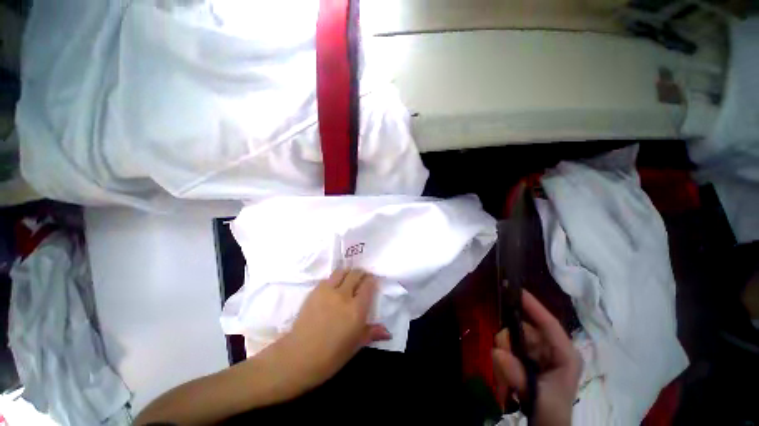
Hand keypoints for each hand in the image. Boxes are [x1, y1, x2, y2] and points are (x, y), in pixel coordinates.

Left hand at [275, 268, 390, 391]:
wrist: (298, 356)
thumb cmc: (331, 356)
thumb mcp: (355, 346)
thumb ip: (371, 333)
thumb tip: (387, 332)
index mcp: (356, 309)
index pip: (368, 285)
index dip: (371, 280)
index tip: (372, 281)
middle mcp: (344, 295)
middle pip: (356, 274)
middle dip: (361, 274)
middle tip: (362, 278)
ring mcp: (328, 291)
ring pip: (342, 271)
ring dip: (347, 273)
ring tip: (348, 279)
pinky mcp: (315, 291)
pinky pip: (328, 278)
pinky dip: (334, 279)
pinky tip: (333, 287)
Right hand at [492, 290, 581, 425]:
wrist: (547, 425)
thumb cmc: (552, 412)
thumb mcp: (539, 398)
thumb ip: (519, 376)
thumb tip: (497, 351)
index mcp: (565, 354)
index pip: (549, 324)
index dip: (533, 306)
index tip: (515, 290)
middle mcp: (552, 348)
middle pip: (525, 330)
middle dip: (509, 339)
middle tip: (500, 354)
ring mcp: (539, 352)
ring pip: (514, 338)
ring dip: (504, 351)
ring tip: (504, 375)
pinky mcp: (527, 357)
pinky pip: (509, 348)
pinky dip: (503, 357)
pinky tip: (503, 371)